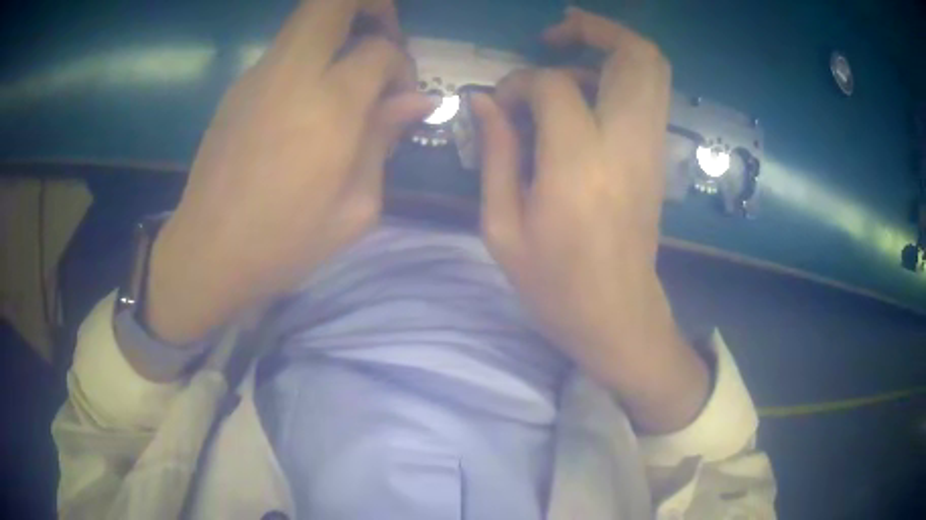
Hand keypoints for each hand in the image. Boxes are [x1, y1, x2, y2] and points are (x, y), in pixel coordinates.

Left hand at [145, 0, 433, 345]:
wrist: (208, 253)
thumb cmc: (285, 241)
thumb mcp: (356, 206)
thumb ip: (385, 140)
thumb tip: (417, 101)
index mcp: (330, 107)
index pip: (380, 50)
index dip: (400, 65)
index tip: (399, 97)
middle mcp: (292, 75)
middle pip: (331, 3)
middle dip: (369, 5)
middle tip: (381, 35)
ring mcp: (257, 77)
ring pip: (305, 21)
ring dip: (338, 30)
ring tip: (346, 76)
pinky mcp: (237, 89)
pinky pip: (284, 51)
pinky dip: (309, 58)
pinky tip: (306, 105)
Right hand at [471, 8, 708, 432]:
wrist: (619, 318)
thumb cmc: (555, 286)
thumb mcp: (503, 228)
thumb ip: (495, 154)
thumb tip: (483, 100)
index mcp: (579, 166)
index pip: (554, 86)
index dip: (522, 82)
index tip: (503, 103)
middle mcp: (627, 144)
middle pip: (635, 56)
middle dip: (595, 29)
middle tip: (554, 34)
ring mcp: (651, 148)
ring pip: (653, 68)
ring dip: (612, 46)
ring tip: (567, 53)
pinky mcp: (658, 157)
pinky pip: (651, 93)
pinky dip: (622, 74)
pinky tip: (586, 89)